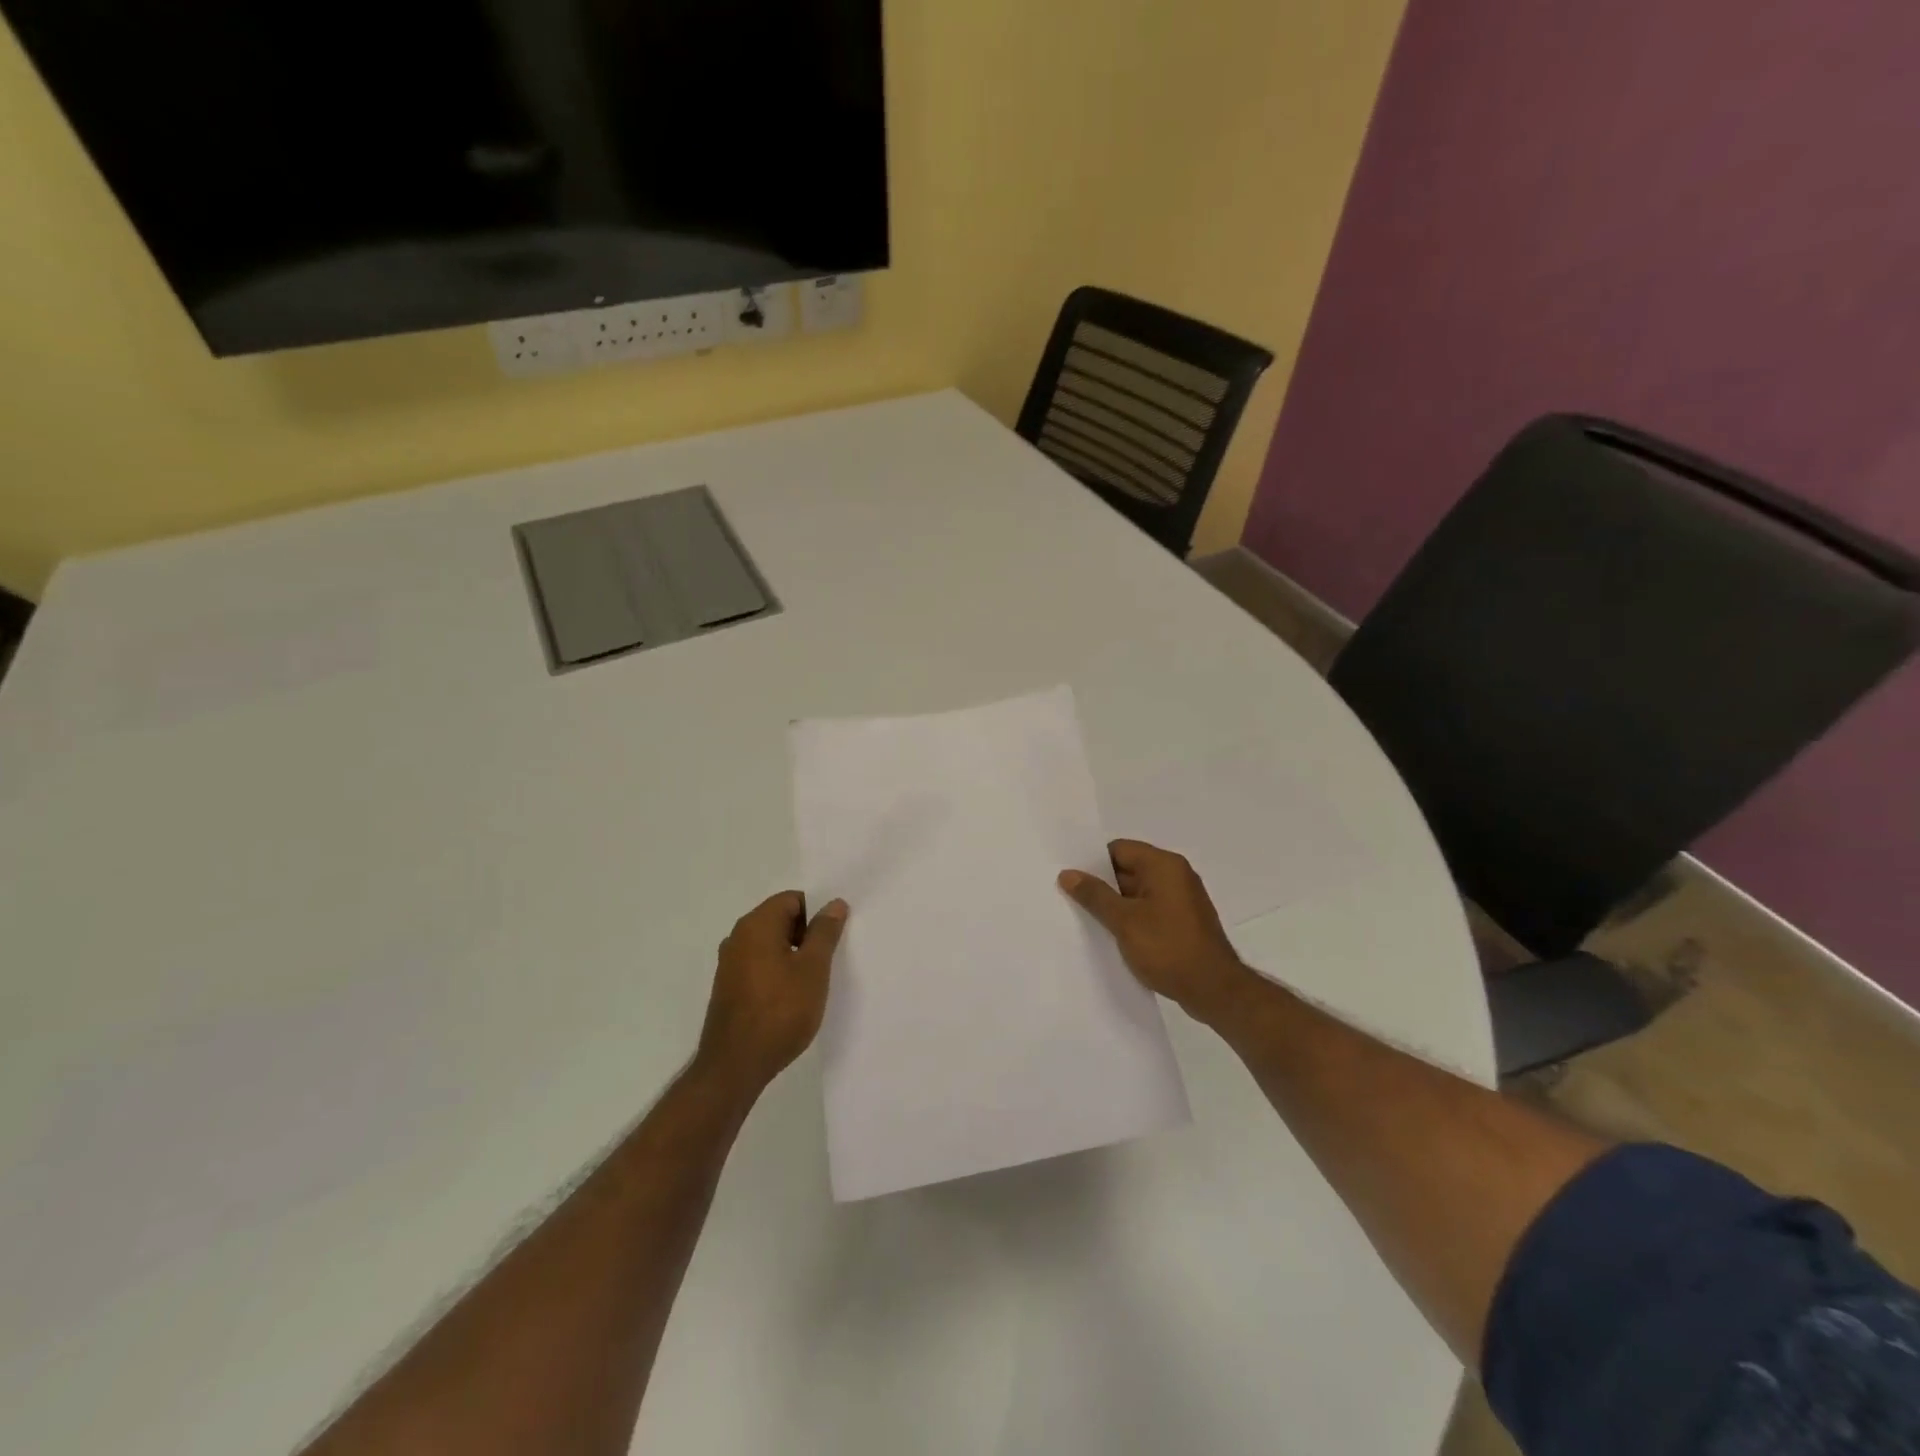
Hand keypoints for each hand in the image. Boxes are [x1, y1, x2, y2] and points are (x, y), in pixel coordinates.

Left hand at [697, 892, 848, 1092]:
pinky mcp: (728, 988)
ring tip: (813, 981)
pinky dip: (777, 972)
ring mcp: (729, 964)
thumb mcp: (813, 969)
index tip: (833, 938)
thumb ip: (824, 932)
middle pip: (779, 919)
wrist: (735, 1066)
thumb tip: (833, 904)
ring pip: (769, 945)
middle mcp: (737, 937)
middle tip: (828, 959)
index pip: (792, 899)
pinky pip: (759, 965)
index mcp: (756, 925)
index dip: (816, 913)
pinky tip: (791, 997)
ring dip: (792, 955)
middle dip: (806, 934)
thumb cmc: (780, 1011)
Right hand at [1059, 840, 1255, 1027]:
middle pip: (1128, 869)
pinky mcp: (1183, 922)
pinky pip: (1150, 910)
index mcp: (1164, 865)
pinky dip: (1132, 918)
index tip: (1070, 878)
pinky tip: (1113, 936)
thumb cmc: (1168, 948)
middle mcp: (1176, 875)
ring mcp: (1182, 900)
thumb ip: (1095, 895)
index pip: (1119, 849)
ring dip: (1116, 904)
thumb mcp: (1124, 921)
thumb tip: (1068, 873)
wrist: (1214, 990)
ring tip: (1085, 919)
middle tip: (1069, 899)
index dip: (1093, 862)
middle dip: (1101, 885)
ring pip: (1138, 892)